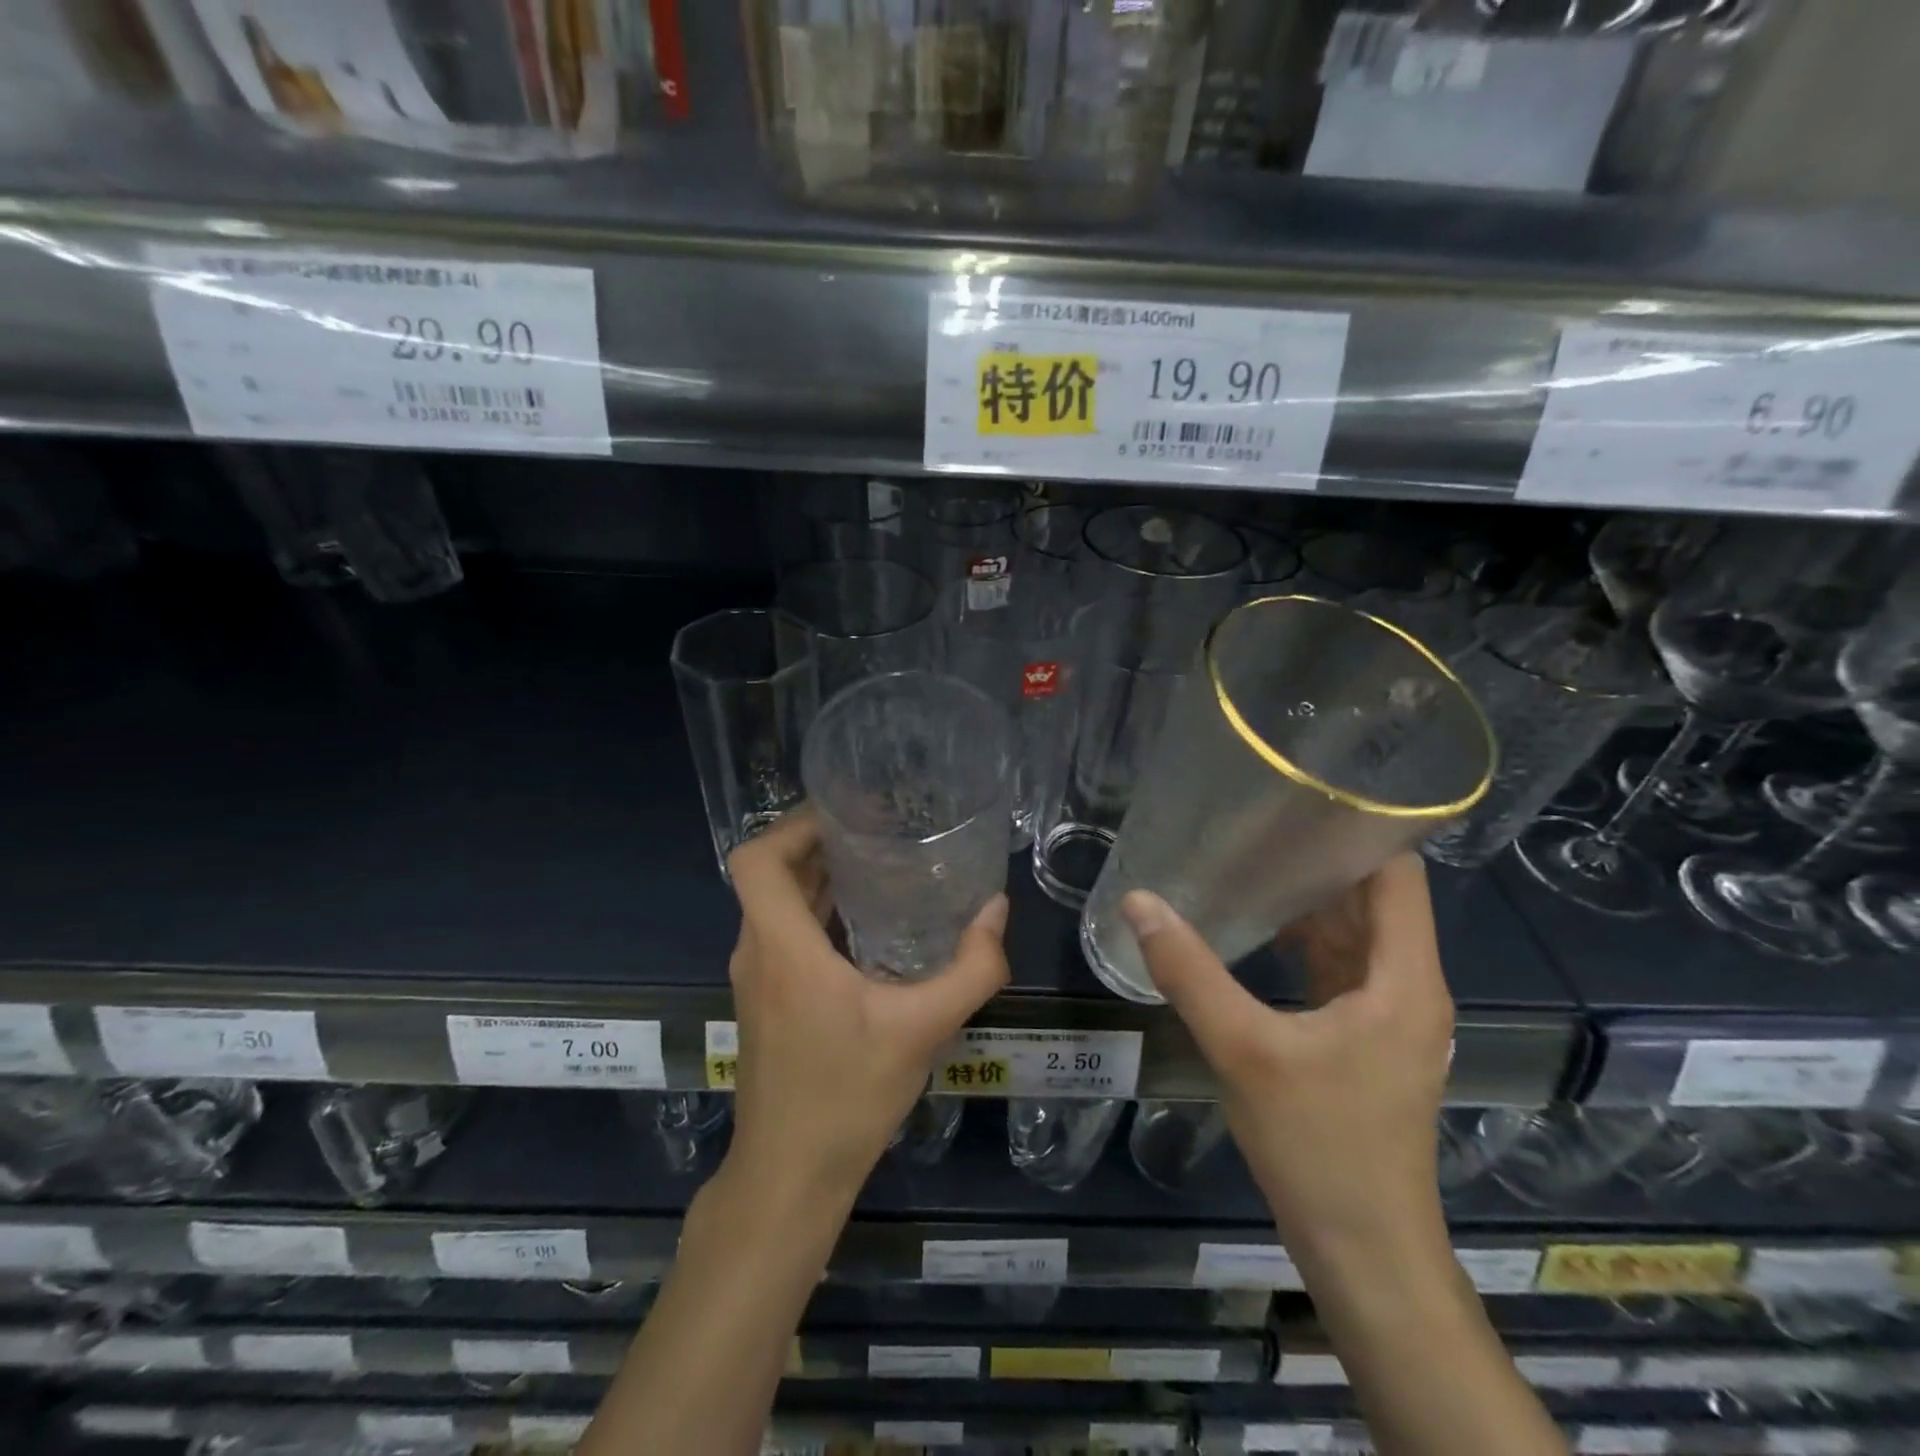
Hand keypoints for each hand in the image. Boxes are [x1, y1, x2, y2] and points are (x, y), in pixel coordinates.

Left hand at [722, 809, 1010, 1209]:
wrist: (790, 1177)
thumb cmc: (847, 1097)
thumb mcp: (922, 1029)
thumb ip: (971, 969)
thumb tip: (996, 911)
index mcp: (782, 947)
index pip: (756, 859)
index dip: (792, 824)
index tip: (845, 815)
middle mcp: (757, 952)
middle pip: (768, 873)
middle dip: (816, 842)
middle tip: (875, 829)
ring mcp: (756, 978)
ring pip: (774, 903)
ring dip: (816, 876)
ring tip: (876, 863)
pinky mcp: (765, 999)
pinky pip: (782, 932)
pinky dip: (815, 911)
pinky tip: (865, 924)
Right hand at [1122, 855, 1452, 1264]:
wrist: (1364, 1252)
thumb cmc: (1321, 1145)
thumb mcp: (1244, 1049)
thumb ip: (1189, 971)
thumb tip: (1137, 901)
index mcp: (1403, 977)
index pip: (1398, 873)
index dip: (1360, 828)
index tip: (1301, 795)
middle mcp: (1407, 987)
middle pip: (1373, 899)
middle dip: (1320, 858)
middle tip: (1256, 819)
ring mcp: (1389, 1017)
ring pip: (1355, 935)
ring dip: (1310, 900)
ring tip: (1250, 859)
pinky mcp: (1366, 1041)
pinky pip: (1340, 969)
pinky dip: (1305, 942)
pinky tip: (1257, 929)